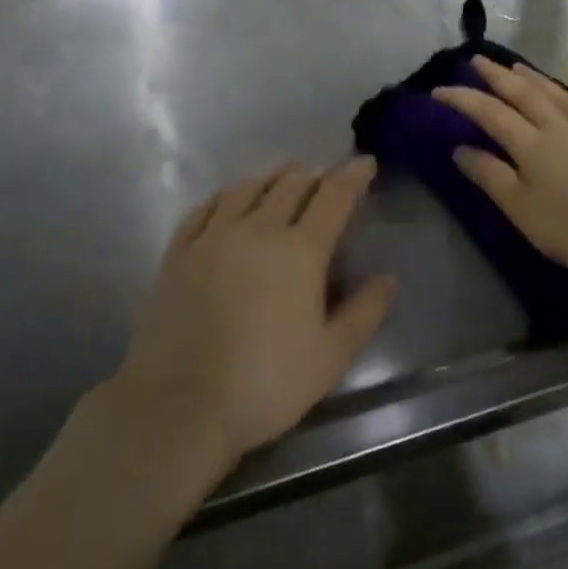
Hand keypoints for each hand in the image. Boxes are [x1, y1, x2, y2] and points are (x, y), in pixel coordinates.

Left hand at [110, 159, 395, 474]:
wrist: (179, 405)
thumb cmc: (266, 384)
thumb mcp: (330, 357)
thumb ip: (364, 313)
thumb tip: (388, 279)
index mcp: (300, 251)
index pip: (333, 198)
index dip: (352, 176)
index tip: (364, 162)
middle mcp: (258, 230)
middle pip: (290, 185)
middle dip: (313, 174)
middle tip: (325, 175)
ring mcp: (213, 237)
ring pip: (247, 189)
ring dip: (271, 176)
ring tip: (283, 174)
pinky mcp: (179, 252)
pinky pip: (204, 209)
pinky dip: (224, 196)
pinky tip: (227, 198)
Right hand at [434, 57, 567, 285]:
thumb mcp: (522, 210)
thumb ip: (490, 177)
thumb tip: (460, 148)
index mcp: (531, 145)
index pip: (489, 113)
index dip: (462, 98)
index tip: (438, 89)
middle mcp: (559, 128)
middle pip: (523, 94)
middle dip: (496, 76)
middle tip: (477, 59)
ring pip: (559, 96)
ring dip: (535, 79)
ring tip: (518, 66)